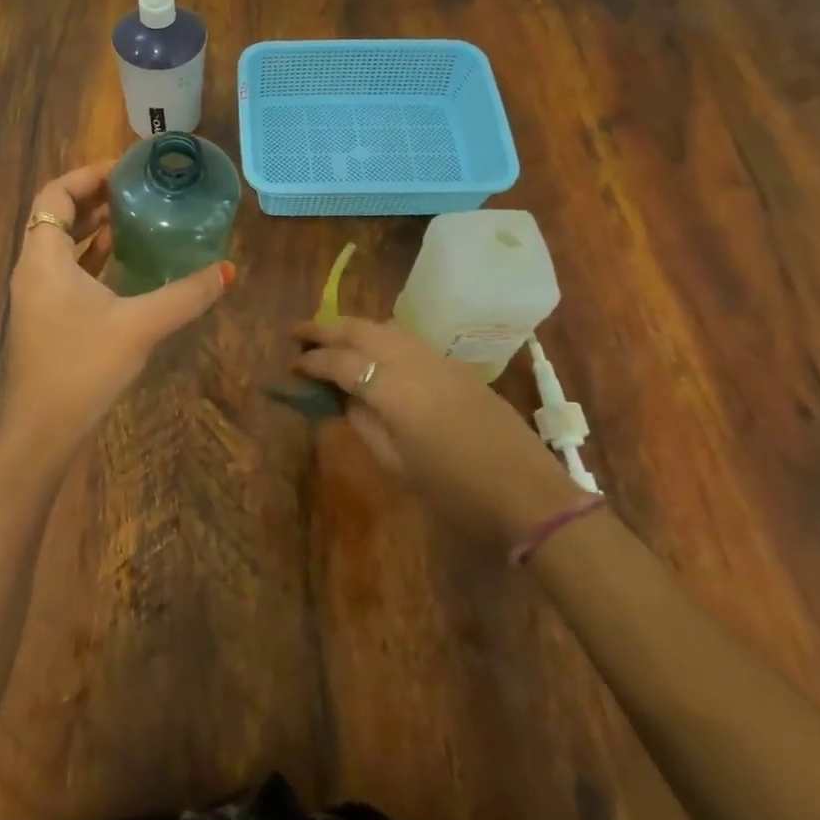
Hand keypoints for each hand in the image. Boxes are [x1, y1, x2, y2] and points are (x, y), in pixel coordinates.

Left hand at [0, 161, 233, 461]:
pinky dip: (91, 256)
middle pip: (57, 215)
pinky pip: (66, 270)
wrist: (41, 432)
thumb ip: (185, 295)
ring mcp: (37, 295)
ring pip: (61, 244)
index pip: (54, 195)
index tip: (124, 169)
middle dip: (94, 197)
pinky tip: (123, 261)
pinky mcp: (46, 317)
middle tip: (136, 188)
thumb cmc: (82, 368)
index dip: (87, 175)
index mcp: (44, 258)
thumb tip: (228, 271)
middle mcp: (33, 269)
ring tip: (134, 216)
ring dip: (92, 227)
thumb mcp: (140, 326)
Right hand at [293, 316, 587, 546]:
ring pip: (384, 326)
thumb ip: (364, 424)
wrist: (527, 493)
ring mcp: (436, 359)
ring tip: (331, 339)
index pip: (341, 362)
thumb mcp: (398, 466)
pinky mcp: (454, 365)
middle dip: (324, 328)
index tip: (292, 365)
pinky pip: (406, 337)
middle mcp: (411, 362)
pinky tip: (373, 351)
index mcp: (393, 391)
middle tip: (297, 333)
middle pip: (360, 330)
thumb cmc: (456, 492)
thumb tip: (343, 397)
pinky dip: (379, 335)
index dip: (312, 362)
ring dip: (353, 327)